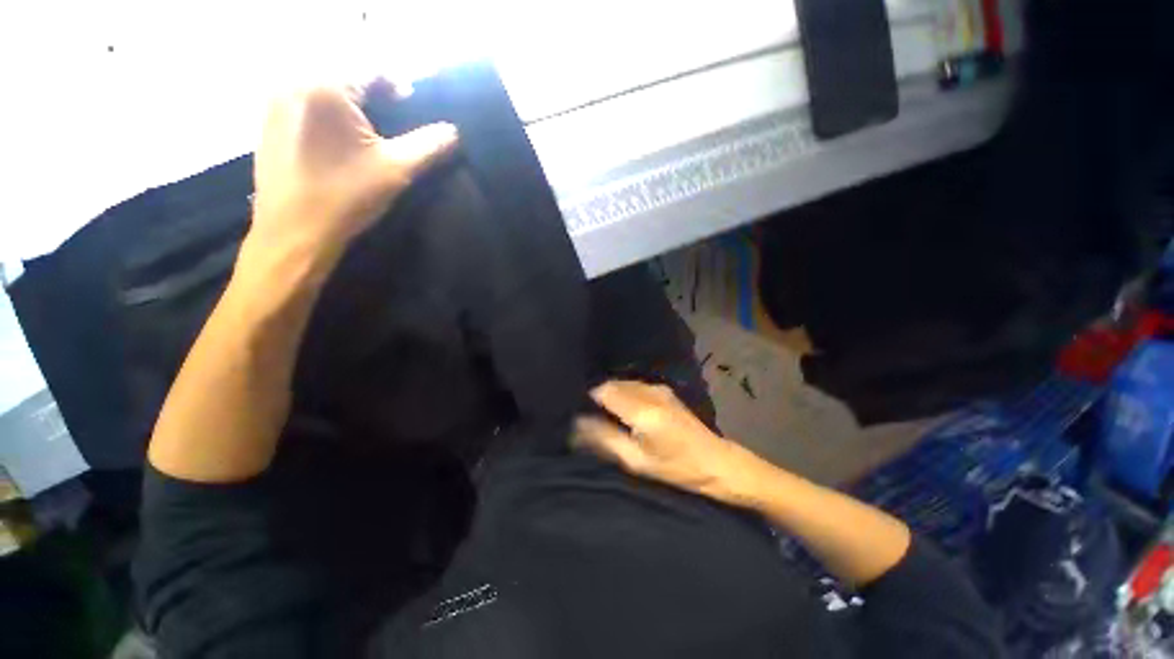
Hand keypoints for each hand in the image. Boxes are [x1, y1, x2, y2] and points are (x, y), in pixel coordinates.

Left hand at [250, 81, 457, 257]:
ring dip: (350, 103)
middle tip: (394, 120)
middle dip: (374, 93)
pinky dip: (327, 113)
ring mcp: (274, 102)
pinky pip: (303, 103)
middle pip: (345, 75)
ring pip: (323, 88)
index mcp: (325, 85)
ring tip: (368, 132)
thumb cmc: (346, 197)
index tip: (413, 106)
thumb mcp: (397, 170)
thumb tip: (455, 131)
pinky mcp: (266, 123)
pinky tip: (338, 141)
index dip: (399, 84)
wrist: (293, 233)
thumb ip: (430, 146)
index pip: (371, 68)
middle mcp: (293, 81)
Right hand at [574, 380, 746, 501]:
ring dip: (611, 395)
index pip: (603, 390)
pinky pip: (634, 386)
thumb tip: (577, 424)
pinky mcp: (664, 390)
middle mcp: (649, 391)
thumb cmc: (677, 469)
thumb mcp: (637, 461)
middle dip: (598, 397)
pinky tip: (625, 412)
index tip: (579, 412)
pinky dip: (624, 395)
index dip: (587, 398)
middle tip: (589, 417)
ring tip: (606, 416)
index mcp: (643, 410)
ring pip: (623, 383)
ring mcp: (659, 388)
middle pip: (612, 384)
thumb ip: (605, 439)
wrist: (717, 462)